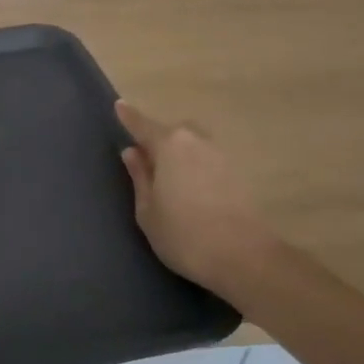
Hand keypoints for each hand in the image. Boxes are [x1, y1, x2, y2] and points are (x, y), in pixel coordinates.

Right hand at [117, 101, 278, 293]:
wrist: (245, 258)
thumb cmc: (184, 234)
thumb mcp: (148, 210)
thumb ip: (140, 177)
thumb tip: (132, 152)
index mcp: (170, 146)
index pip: (142, 125)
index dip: (129, 117)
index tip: (119, 105)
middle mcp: (197, 142)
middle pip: (173, 132)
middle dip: (158, 139)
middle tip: (145, 159)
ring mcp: (222, 156)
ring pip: (193, 145)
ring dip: (180, 154)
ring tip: (168, 177)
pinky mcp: (239, 174)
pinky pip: (208, 160)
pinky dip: (196, 167)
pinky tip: (191, 189)